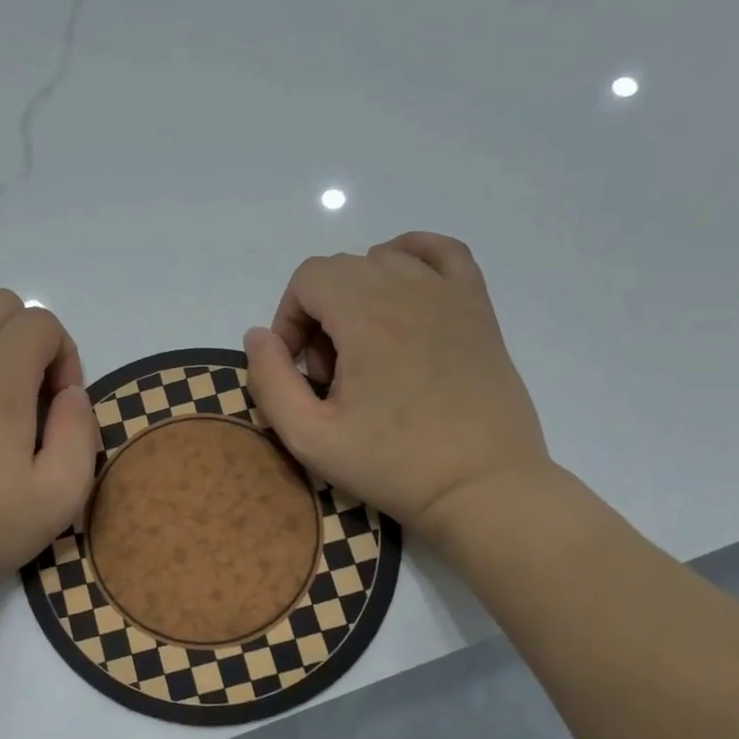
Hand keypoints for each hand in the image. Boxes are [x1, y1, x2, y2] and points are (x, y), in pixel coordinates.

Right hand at [244, 232, 551, 542]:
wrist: (481, 486)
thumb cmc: (393, 464)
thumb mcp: (309, 437)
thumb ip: (270, 381)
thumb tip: (257, 336)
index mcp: (366, 317)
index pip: (308, 278)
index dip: (289, 318)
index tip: (300, 369)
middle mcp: (408, 290)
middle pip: (341, 269)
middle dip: (320, 313)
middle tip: (331, 374)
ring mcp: (449, 294)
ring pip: (384, 261)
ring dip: (359, 295)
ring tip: (366, 350)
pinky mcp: (478, 307)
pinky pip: (442, 251)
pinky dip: (412, 257)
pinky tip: (402, 293)